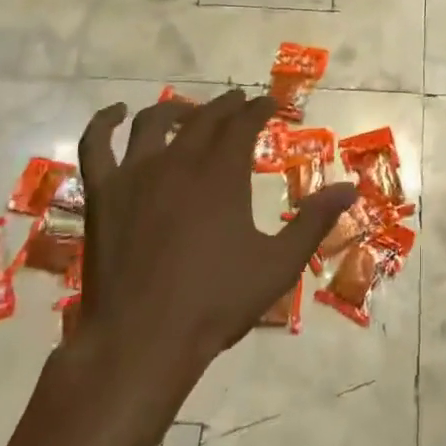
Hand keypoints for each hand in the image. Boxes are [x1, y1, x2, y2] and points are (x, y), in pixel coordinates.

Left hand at [71, 90, 356, 381]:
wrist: (142, 341)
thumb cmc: (215, 303)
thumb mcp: (278, 265)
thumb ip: (313, 222)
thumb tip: (350, 187)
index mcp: (221, 174)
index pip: (243, 124)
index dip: (259, 109)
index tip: (270, 104)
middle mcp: (179, 161)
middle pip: (204, 118)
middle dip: (226, 106)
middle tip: (240, 104)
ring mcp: (135, 174)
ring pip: (154, 122)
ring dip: (176, 110)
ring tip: (190, 112)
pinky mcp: (102, 194)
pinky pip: (96, 145)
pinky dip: (104, 123)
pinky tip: (114, 113)